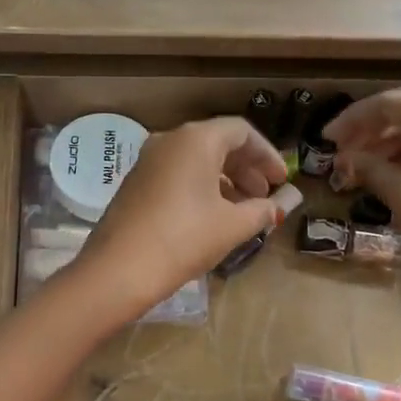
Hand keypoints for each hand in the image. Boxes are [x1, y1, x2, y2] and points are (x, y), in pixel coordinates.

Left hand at [70, 118, 288, 321]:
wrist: (119, 268)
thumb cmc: (184, 238)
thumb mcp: (232, 226)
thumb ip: (262, 210)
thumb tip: (279, 205)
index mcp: (196, 139)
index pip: (241, 131)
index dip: (267, 154)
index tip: (281, 180)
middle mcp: (170, 140)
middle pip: (218, 142)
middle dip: (246, 168)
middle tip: (265, 196)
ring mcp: (148, 160)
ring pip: (196, 159)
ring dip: (224, 179)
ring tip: (243, 210)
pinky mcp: (135, 181)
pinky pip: (177, 173)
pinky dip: (200, 186)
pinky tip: (211, 215)